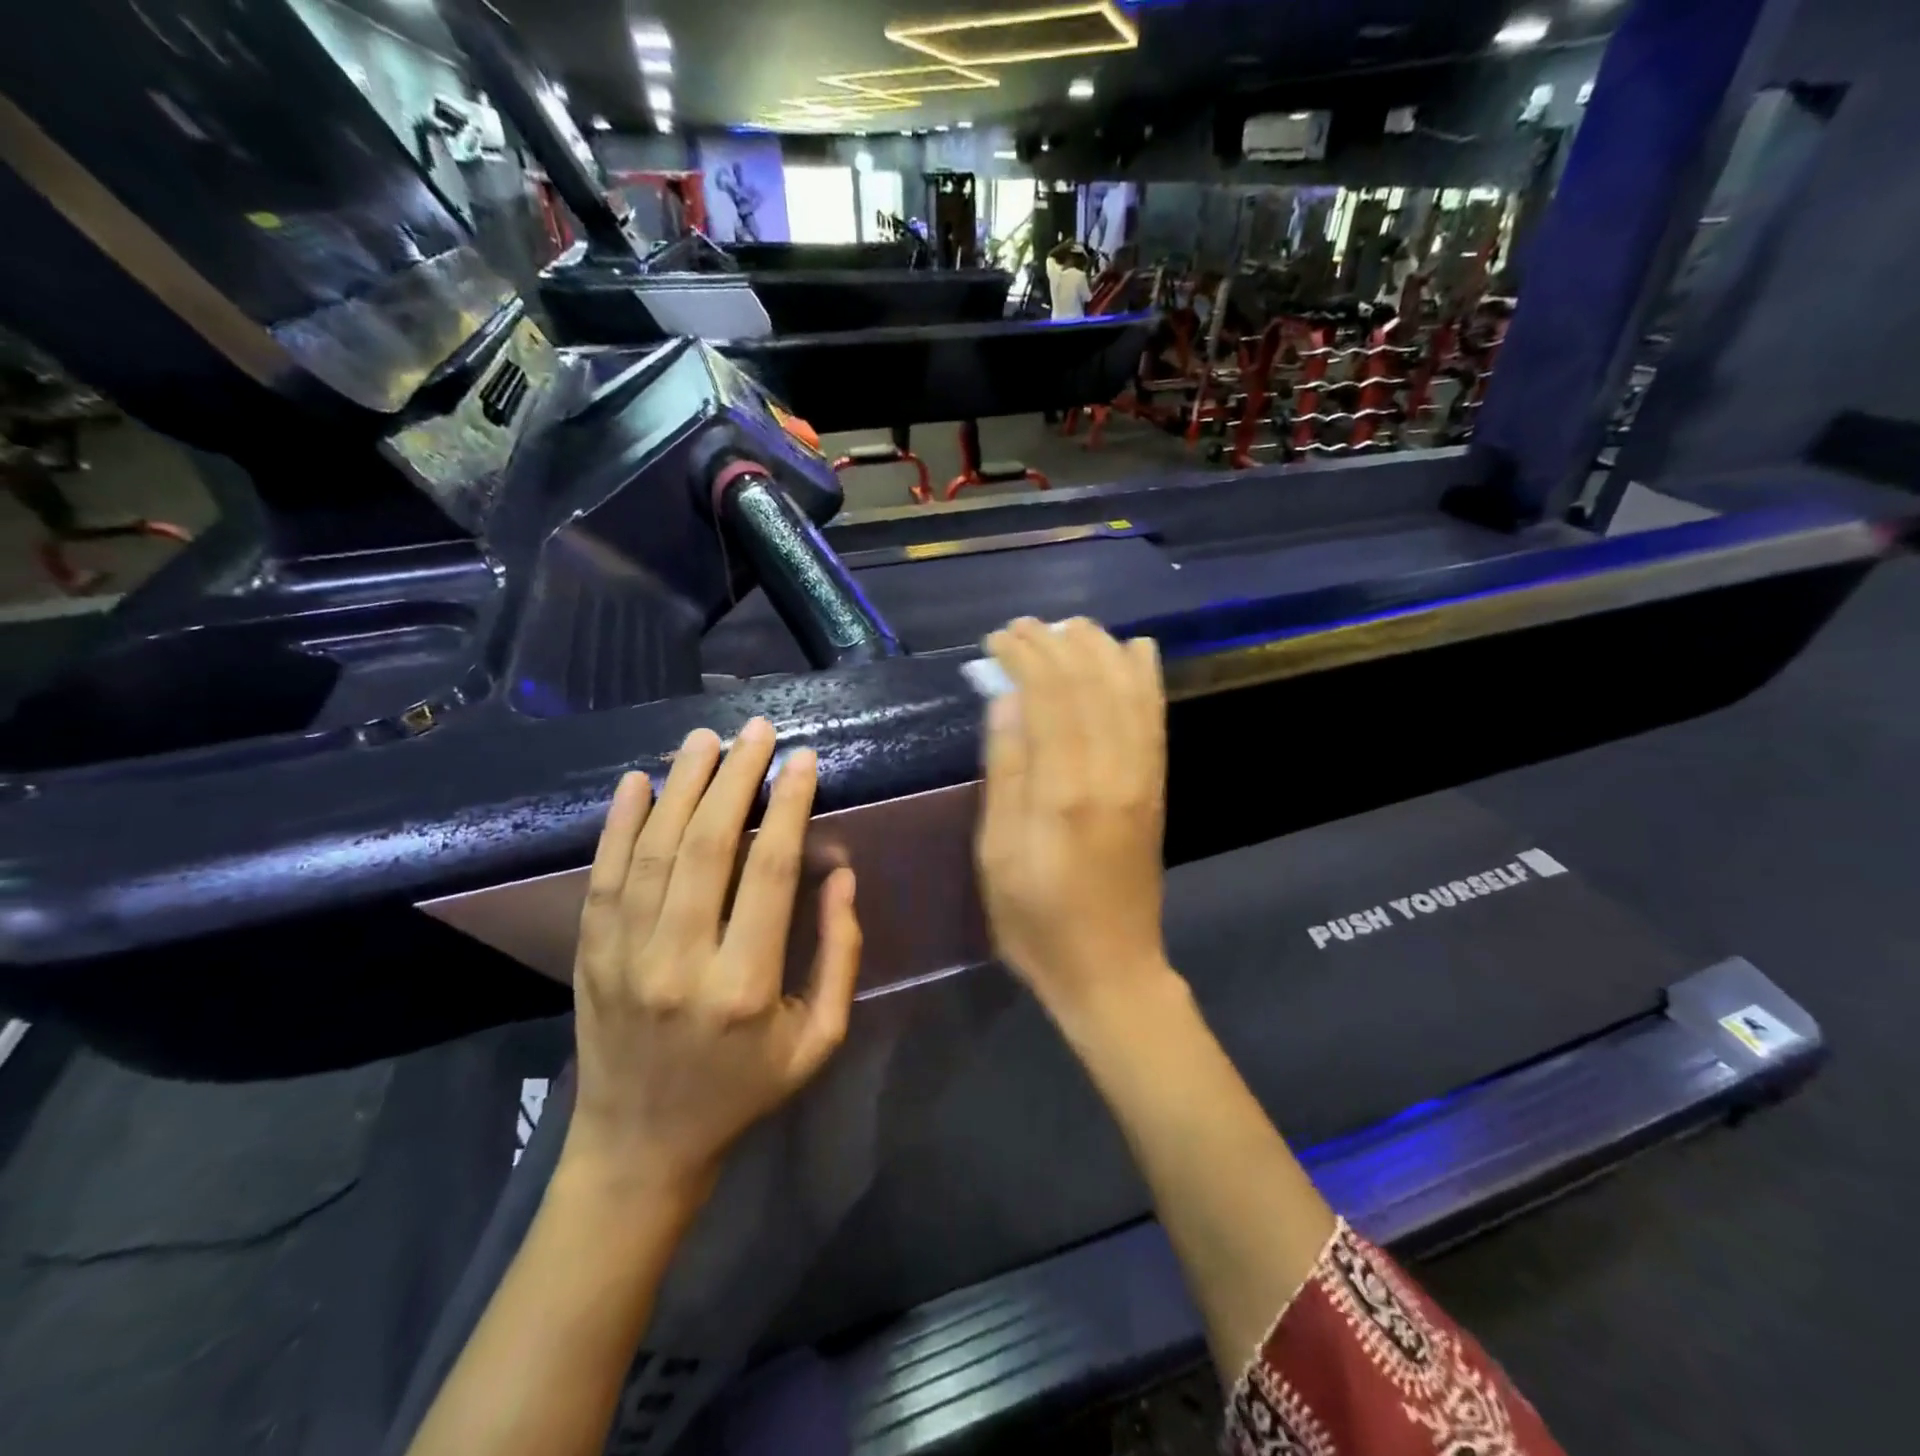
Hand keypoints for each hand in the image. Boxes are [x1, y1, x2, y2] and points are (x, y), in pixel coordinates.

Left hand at [563, 719, 861, 1202]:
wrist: (641, 1146)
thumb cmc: (744, 1090)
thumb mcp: (819, 1040)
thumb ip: (840, 956)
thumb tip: (842, 875)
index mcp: (746, 987)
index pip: (772, 874)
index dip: (790, 809)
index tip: (804, 761)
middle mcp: (681, 963)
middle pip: (709, 847)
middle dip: (735, 779)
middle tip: (756, 732)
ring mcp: (626, 957)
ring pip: (654, 852)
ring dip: (680, 787)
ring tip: (705, 739)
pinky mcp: (592, 956)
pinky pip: (604, 878)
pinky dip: (619, 825)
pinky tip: (637, 782)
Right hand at [975, 618, 1174, 1025]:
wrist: (1112, 969)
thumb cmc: (1037, 921)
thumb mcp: (997, 856)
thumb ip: (1005, 774)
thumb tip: (1005, 701)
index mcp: (1065, 790)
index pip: (1049, 695)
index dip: (1025, 655)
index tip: (997, 637)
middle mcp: (1112, 771)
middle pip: (1089, 683)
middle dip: (1056, 643)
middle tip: (1023, 625)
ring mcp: (1142, 778)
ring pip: (1127, 691)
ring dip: (1099, 649)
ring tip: (1071, 626)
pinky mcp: (1156, 788)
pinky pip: (1154, 719)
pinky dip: (1144, 678)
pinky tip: (1134, 651)